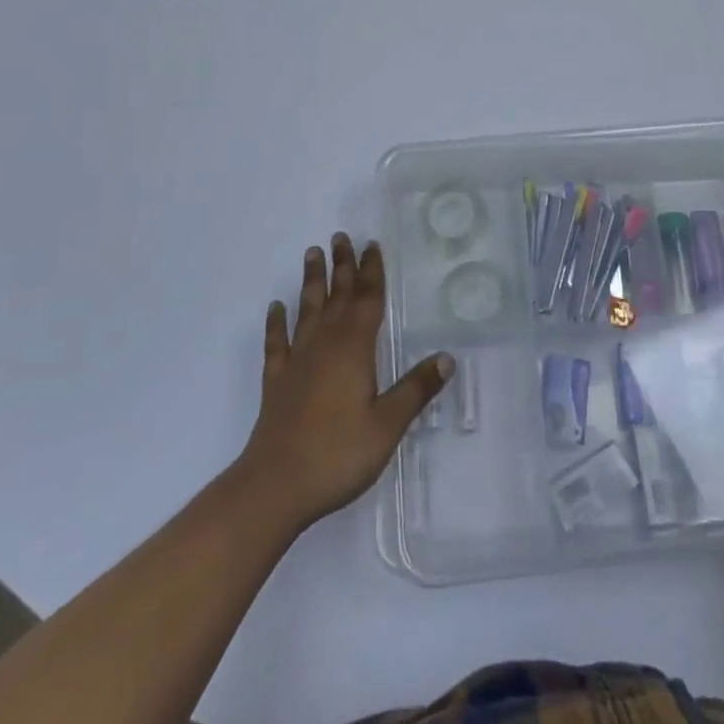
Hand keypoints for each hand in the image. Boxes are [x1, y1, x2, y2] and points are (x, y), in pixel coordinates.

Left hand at [238, 234, 450, 533]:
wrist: (276, 486)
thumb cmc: (338, 454)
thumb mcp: (387, 425)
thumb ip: (415, 389)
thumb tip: (447, 357)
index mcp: (354, 349)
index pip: (367, 300)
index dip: (372, 272)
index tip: (372, 245)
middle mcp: (325, 345)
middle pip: (337, 296)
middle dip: (342, 266)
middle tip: (341, 236)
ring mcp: (297, 361)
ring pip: (306, 310)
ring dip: (311, 282)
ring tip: (312, 254)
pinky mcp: (276, 381)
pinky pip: (276, 343)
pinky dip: (276, 323)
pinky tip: (275, 308)